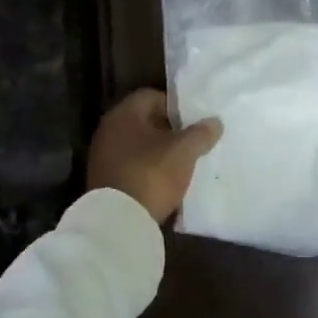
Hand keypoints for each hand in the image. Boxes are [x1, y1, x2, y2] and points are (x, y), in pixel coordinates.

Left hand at [87, 88, 222, 223]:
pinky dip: (147, 170)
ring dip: (158, 152)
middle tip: (191, 141)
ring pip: (137, 146)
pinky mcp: (104, 181)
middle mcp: (108, 130)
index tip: (193, 121)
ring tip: (181, 164)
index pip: (151, 96)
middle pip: (143, 121)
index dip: (174, 106)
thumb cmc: (152, 173)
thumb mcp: (184, 151)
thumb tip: (214, 122)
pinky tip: (164, 182)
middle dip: (168, 130)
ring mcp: (102, 157)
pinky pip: (131, 166)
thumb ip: (201, 133)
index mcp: (123, 114)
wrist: (119, 220)